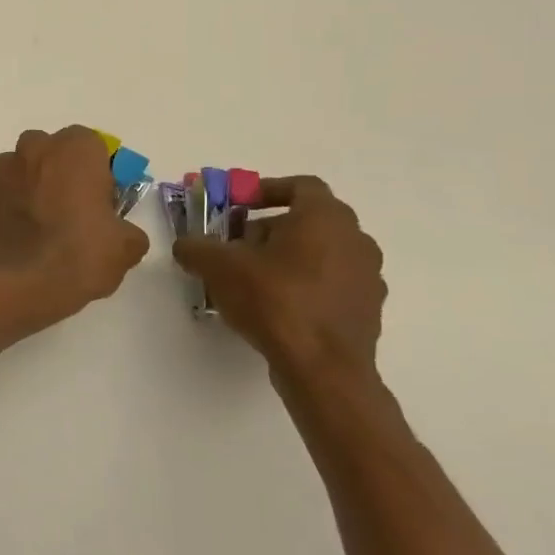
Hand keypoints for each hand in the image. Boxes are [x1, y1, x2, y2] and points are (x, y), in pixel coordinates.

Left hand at [0, 127, 150, 322]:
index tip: (101, 198)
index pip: (91, 144)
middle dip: (60, 171)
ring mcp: (0, 172)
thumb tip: (120, 233)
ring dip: (31, 186)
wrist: (17, 283)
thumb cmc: (78, 254)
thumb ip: (126, 230)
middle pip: (50, 150)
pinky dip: (11, 207)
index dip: (97, 169)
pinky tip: (21, 237)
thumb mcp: (126, 247)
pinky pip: (2, 194)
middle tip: (72, 208)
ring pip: (21, 169)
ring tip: (42, 225)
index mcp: (74, 150)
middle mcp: (33, 150)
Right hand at [172, 176, 386, 400]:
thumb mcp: (217, 266)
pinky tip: (275, 307)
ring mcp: (368, 276)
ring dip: (287, 257)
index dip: (267, 190)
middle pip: (309, 221)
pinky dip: (304, 285)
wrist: (322, 368)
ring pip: (321, 253)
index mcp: (325, 217)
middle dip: (270, 228)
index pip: (301, 186)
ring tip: (252, 279)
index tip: (239, 205)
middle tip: (237, 245)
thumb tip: (187, 245)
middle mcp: (355, 239)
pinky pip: (330, 283)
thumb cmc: (274, 300)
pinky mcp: (367, 310)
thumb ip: (196, 247)